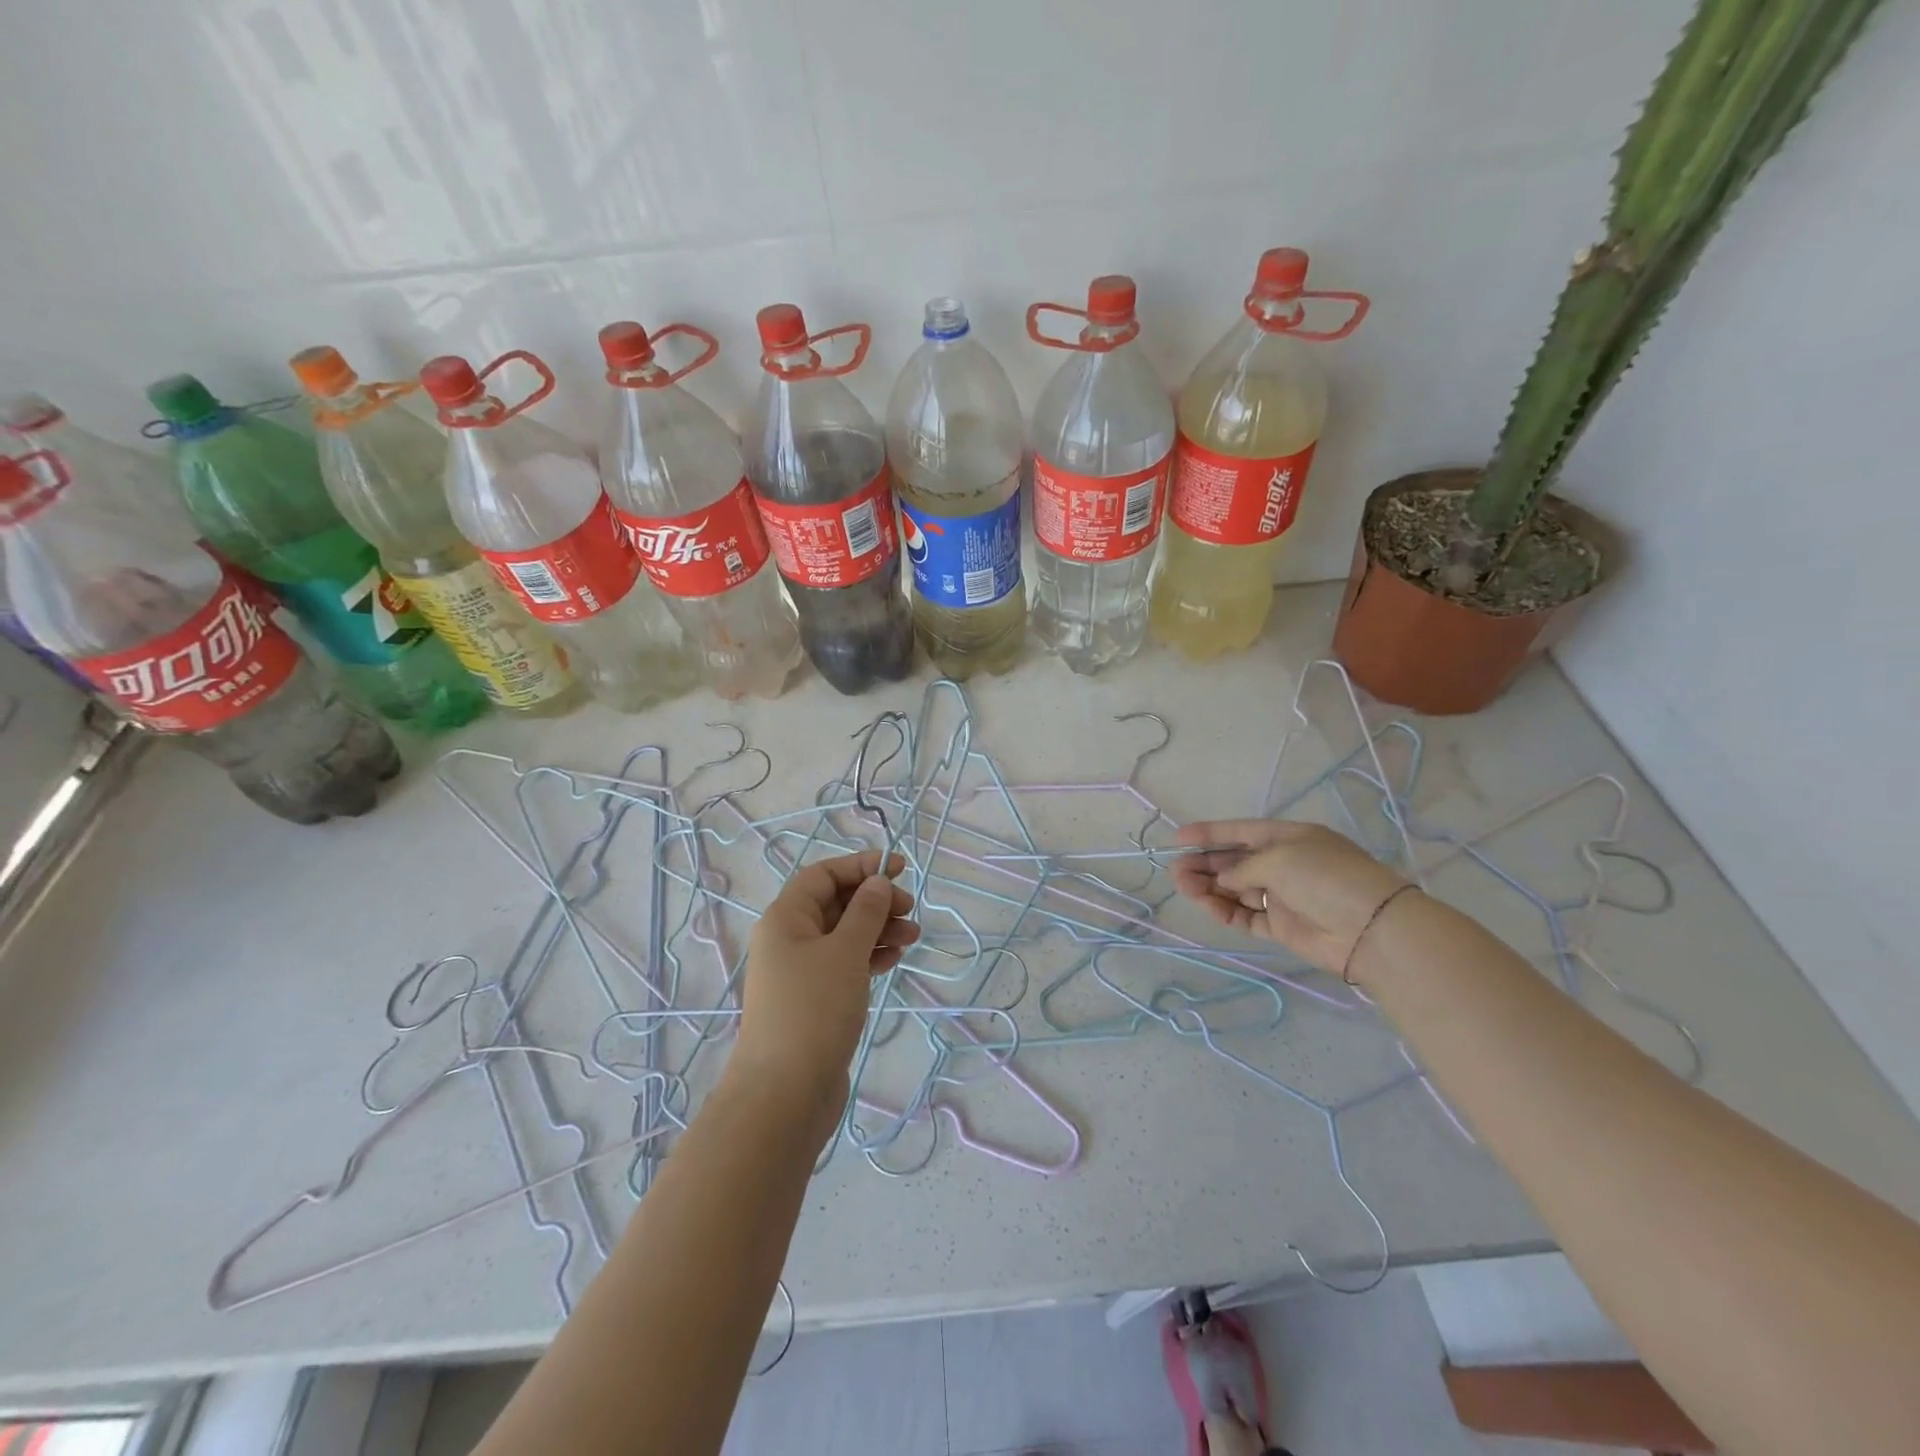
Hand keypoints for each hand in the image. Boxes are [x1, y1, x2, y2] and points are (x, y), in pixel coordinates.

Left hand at [734, 851, 918, 1111]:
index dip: (860, 866)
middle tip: (910, 910)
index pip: (823, 875)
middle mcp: (789, 940)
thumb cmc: (813, 1010)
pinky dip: (869, 957)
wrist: (784, 1096)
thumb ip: (866, 912)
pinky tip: (893, 959)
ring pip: (844, 935)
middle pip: (835, 904)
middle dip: (874, 901)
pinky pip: (845, 964)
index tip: (899, 869)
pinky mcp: (814, 1001)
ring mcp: (800, 973)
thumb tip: (877, 882)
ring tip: (912, 937)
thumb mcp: (845, 952)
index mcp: (785, 918)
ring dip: (878, 929)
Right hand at [1172, 820, 1408, 976]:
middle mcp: (1284, 864)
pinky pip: (1247, 916)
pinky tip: (1210, 908)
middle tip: (1175, 871)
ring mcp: (1283, 896)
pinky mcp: (1283, 926)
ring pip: (1236, 890)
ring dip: (1210, 888)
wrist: (1370, 930)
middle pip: (1234, 862)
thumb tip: (1224, 880)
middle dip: (1204, 864)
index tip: (1177, 837)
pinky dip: (1227, 912)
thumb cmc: (1325, 878)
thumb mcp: (1279, 858)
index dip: (1209, 833)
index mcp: (1288, 838)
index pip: (1241, 831)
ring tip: (1184, 889)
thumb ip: (1242, 867)